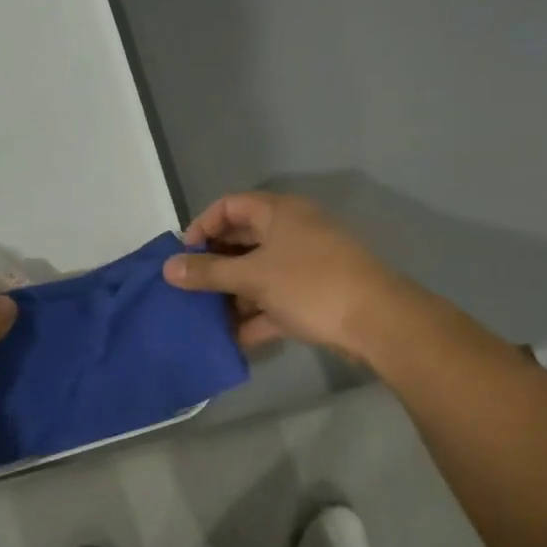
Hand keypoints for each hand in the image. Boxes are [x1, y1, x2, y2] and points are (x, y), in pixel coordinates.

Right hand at [163, 191, 415, 362]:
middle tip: (189, 289)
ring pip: (258, 273)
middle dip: (215, 266)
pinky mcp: (314, 295)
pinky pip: (275, 300)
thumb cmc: (310, 284)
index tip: (183, 255)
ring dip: (233, 295)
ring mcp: (305, 264)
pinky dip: (255, 316)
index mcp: (279, 213)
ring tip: (204, 318)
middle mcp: (292, 232)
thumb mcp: (253, 277)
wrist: (377, 321)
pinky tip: (233, 340)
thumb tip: (168, 269)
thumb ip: (209, 273)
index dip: (202, 226)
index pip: (230, 206)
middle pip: (243, 241)